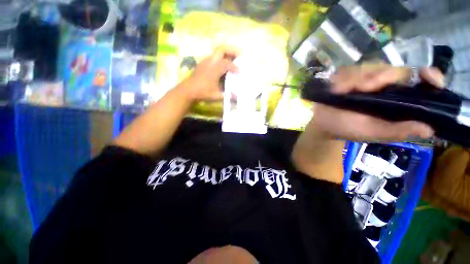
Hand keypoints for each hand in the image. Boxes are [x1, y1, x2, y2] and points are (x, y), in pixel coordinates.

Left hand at [181, 46, 239, 100]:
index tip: (240, 72)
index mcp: (215, 69)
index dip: (235, 67)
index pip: (228, 64)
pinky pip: (213, 57)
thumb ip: (227, 95)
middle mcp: (211, 62)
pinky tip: (222, 65)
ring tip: (233, 59)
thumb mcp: (216, 95)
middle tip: (239, 55)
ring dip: (226, 54)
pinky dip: (220, 58)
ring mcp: (206, 61)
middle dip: (232, 50)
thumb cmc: (203, 92)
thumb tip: (236, 97)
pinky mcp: (202, 63)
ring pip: (217, 52)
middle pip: (222, 49)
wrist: (188, 90)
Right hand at [311, 64, 444, 141]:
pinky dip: (342, 78)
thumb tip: (429, 129)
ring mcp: (363, 80)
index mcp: (396, 101)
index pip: (420, 83)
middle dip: (381, 76)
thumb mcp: (373, 132)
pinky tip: (336, 89)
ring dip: (357, 78)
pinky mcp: (346, 78)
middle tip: (364, 88)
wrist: (323, 124)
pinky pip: (348, 70)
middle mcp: (383, 87)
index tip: (428, 75)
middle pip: (393, 69)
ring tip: (343, 91)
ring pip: (370, 67)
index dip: (428, 76)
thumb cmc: (347, 129)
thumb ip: (397, 131)